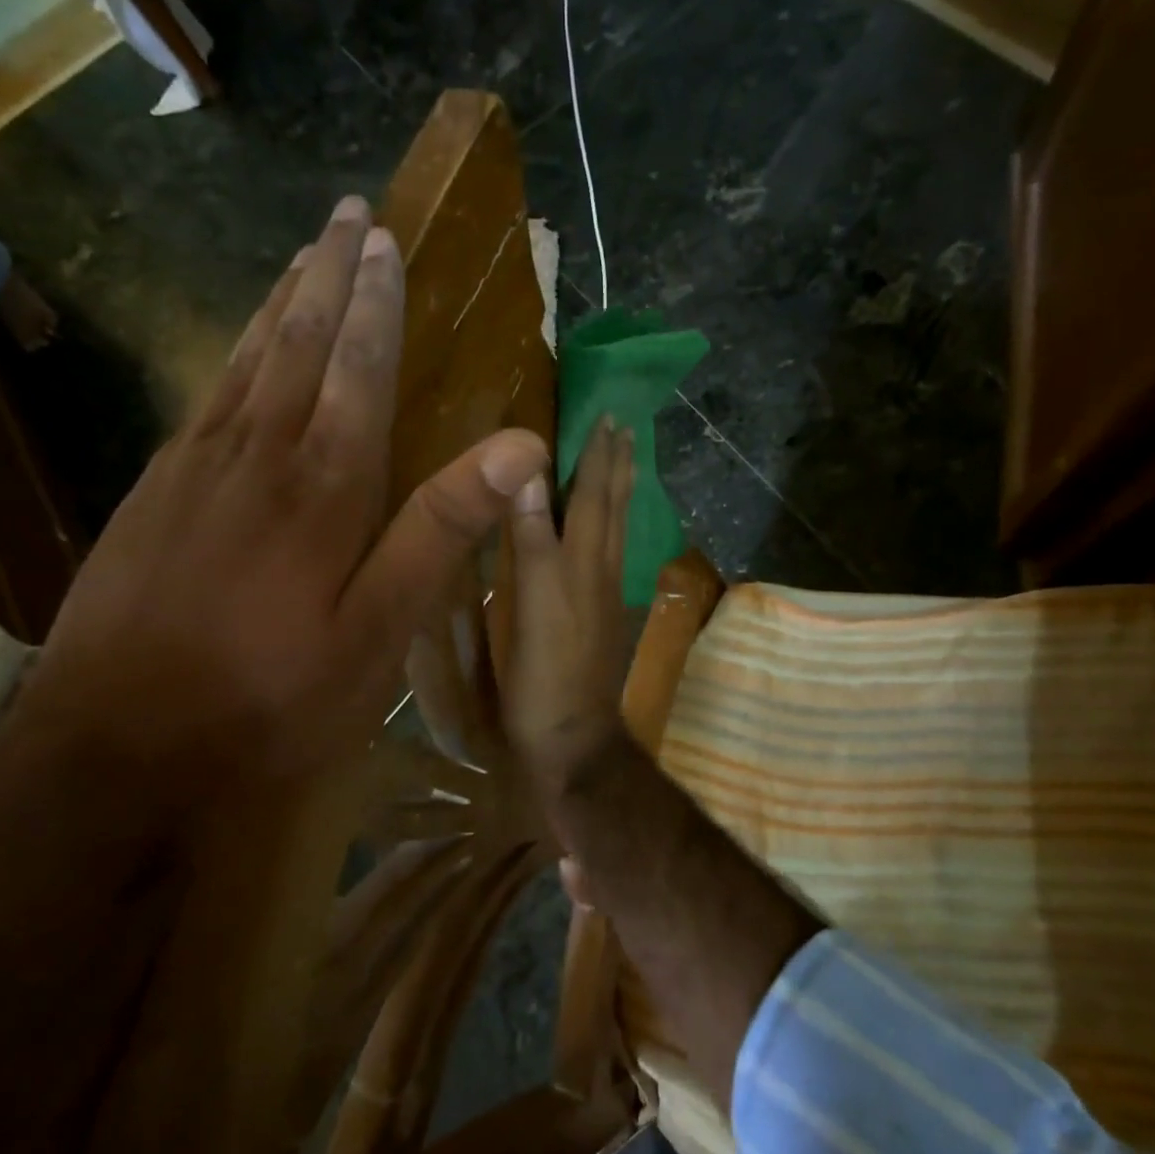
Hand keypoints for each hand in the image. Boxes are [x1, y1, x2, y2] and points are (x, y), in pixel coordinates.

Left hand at [18, 195, 549, 794]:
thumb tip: (521, 446)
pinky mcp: (152, 495)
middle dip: (326, 276)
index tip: (384, 241)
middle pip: (296, 343)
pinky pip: (206, 397)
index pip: (358, 368)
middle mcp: (256, 455)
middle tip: (345, 215)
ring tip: (303, 256)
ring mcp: (192, 470)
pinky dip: (233, 354)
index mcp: (323, 486)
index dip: (375, 303)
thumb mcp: (379, 631)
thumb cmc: (270, 696)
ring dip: (279, 302)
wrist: (115, 747)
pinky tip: (242, 349)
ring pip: (245, 361)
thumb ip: (443, 529)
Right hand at [504, 416, 635, 805]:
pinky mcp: (596, 617)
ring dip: (619, 492)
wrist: (573, 738)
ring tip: (624, 463)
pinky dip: (610, 526)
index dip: (597, 456)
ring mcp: (601, 595)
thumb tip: (530, 471)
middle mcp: (600, 571)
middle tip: (625, 427)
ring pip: (615, 530)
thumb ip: (532, 537)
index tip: (607, 415)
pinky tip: (605, 530)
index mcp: (584, 561)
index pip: (593, 495)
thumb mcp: (533, 601)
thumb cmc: (545, 672)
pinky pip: (608, 554)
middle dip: (617, 465)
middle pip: (613, 508)